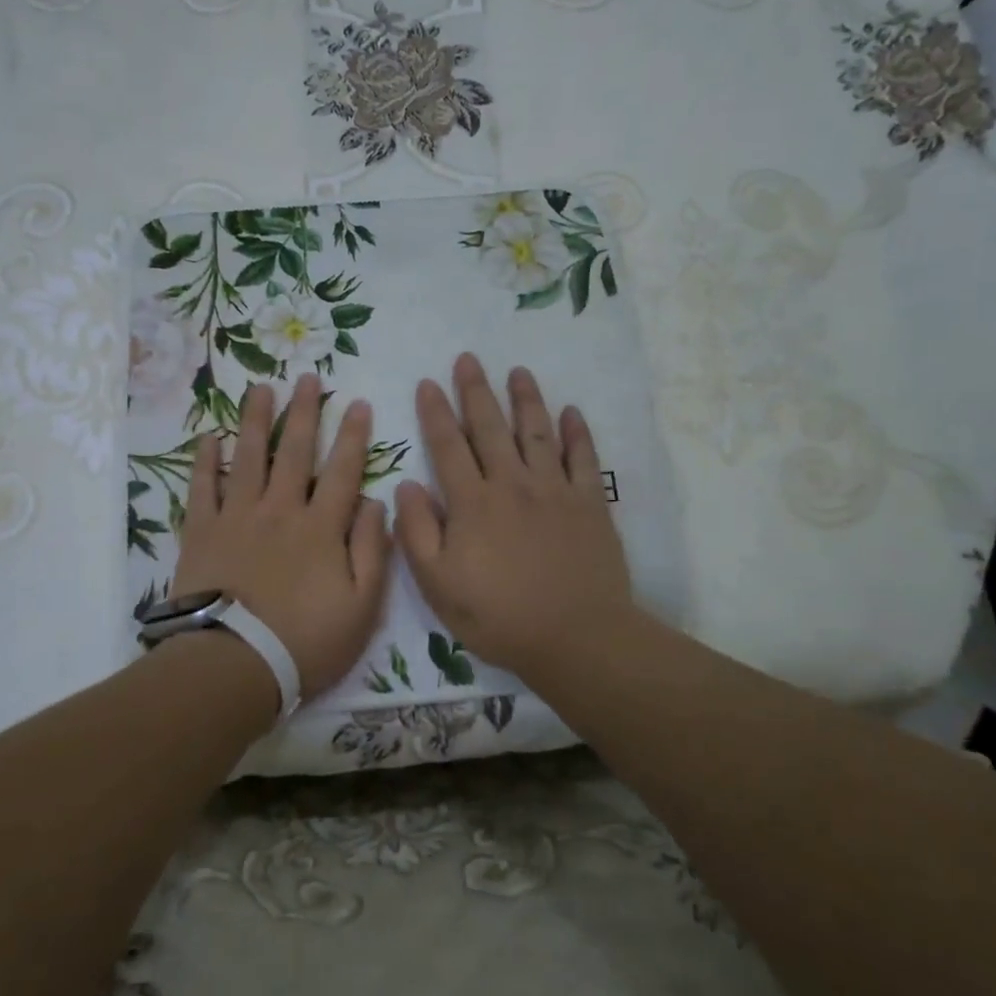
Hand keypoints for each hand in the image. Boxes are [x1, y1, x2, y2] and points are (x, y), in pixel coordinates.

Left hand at [172, 374, 391, 699]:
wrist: (234, 665)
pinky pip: (202, 487)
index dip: (353, 435)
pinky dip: (205, 460)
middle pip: (295, 451)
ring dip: (256, 420)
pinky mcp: (202, 531)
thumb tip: (375, 503)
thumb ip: (372, 551)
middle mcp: (280, 510)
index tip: (358, 404)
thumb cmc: (305, 642)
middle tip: (308, 378)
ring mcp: (237, 517)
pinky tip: (209, 436)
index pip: (342, 470)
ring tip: (261, 388)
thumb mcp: (362, 607)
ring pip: (248, 456)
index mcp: (320, 527)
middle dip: (304, 412)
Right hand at [394, 354, 634, 677]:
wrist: (577, 637)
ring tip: (518, 371)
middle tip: (468, 358)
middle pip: (490, 427)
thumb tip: (405, 485)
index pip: (448, 446)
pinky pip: (583, 458)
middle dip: (476, 390)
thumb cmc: (499, 616)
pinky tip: (571, 412)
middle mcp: (512, 484)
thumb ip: (417, 533)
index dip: (435, 413)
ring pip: (536, 432)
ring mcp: (555, 490)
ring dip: (526, 398)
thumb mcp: (438, 585)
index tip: (427, 382)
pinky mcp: (590, 503)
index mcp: (472, 503)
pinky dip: (577, 432)